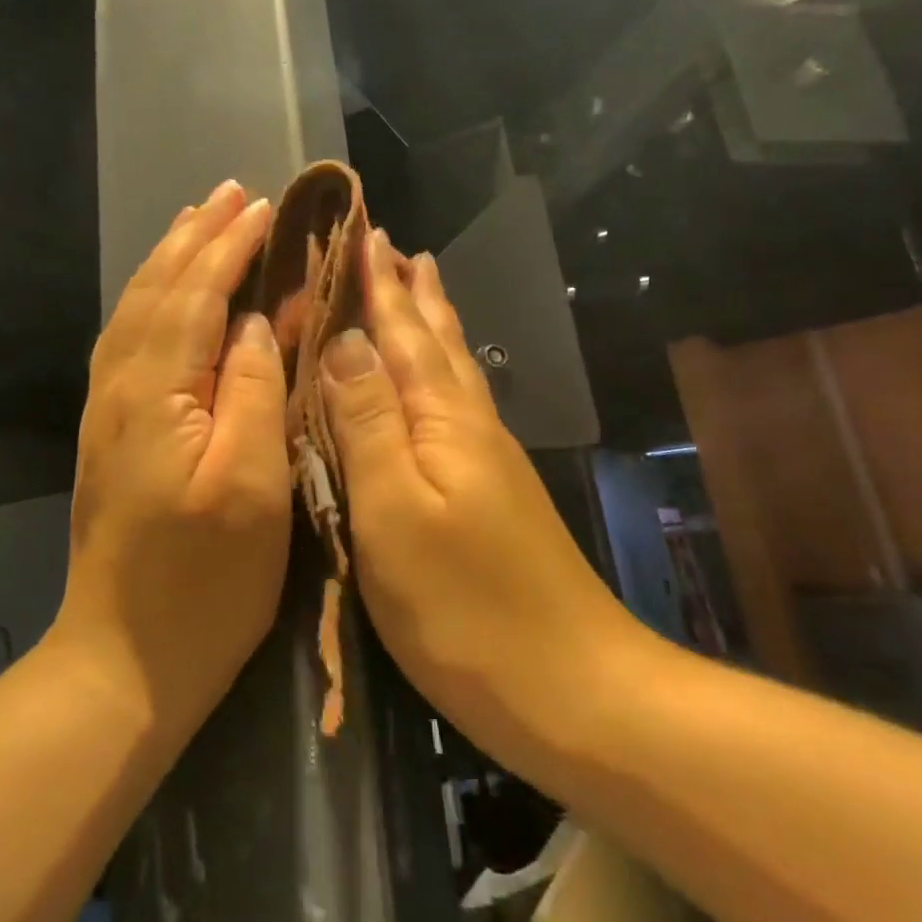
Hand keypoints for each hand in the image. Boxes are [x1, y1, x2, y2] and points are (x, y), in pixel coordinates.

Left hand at [54, 180, 292, 742]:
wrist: (123, 661)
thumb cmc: (204, 581)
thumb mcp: (252, 486)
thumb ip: (254, 391)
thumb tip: (255, 322)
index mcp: (156, 393)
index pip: (195, 296)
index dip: (228, 247)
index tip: (261, 205)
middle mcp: (119, 387)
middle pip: (156, 291)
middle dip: (194, 238)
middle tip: (229, 193)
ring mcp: (106, 411)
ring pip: (135, 311)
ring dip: (168, 260)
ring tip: (197, 224)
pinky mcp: (107, 433)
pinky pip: (127, 340)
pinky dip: (150, 300)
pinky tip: (164, 296)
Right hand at [320, 232, 655, 790]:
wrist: (575, 690)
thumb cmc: (465, 607)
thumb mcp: (396, 514)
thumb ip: (369, 423)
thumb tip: (346, 340)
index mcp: (442, 420)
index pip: (401, 333)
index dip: (379, 284)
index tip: (363, 231)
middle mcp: (469, 425)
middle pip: (435, 341)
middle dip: (410, 291)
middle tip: (394, 245)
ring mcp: (487, 460)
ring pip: (454, 368)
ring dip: (432, 322)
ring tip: (423, 284)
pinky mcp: (493, 492)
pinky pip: (459, 401)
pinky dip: (443, 369)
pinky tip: (442, 378)